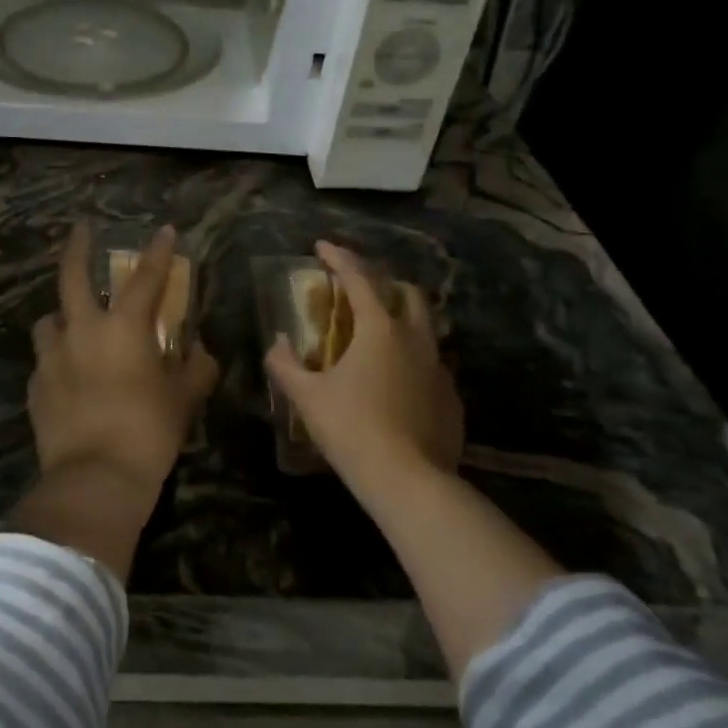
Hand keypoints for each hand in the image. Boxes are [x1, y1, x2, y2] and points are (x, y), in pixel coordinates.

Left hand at [15, 222, 218, 577]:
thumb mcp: (184, 400)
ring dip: (62, 315)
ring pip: (49, 319)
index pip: (145, 278)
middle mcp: (82, 331)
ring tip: (73, 324)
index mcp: (124, 328)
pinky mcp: (36, 385)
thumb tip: (201, 352)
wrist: (95, 477)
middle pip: (72, 276)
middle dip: (77, 247)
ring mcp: (52, 357)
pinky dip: (57, 359)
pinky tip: (68, 375)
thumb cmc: (149, 431)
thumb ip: (196, 369)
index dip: (158, 252)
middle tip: (80, 229)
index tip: (164, 231)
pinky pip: (45, 360)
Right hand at [264, 241, 463, 487]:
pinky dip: (411, 358)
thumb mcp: (307, 397)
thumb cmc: (351, 429)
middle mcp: (416, 339)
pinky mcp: (450, 397)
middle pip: (407, 292)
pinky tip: (395, 381)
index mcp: (380, 329)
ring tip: (376, 335)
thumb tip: (277, 344)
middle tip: (358, 290)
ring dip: (401, 319)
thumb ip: (286, 365)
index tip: (321, 246)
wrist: (408, 481)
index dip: (339, 258)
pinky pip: (431, 363)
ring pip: (425, 327)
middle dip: (383, 282)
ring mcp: (439, 368)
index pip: (360, 278)